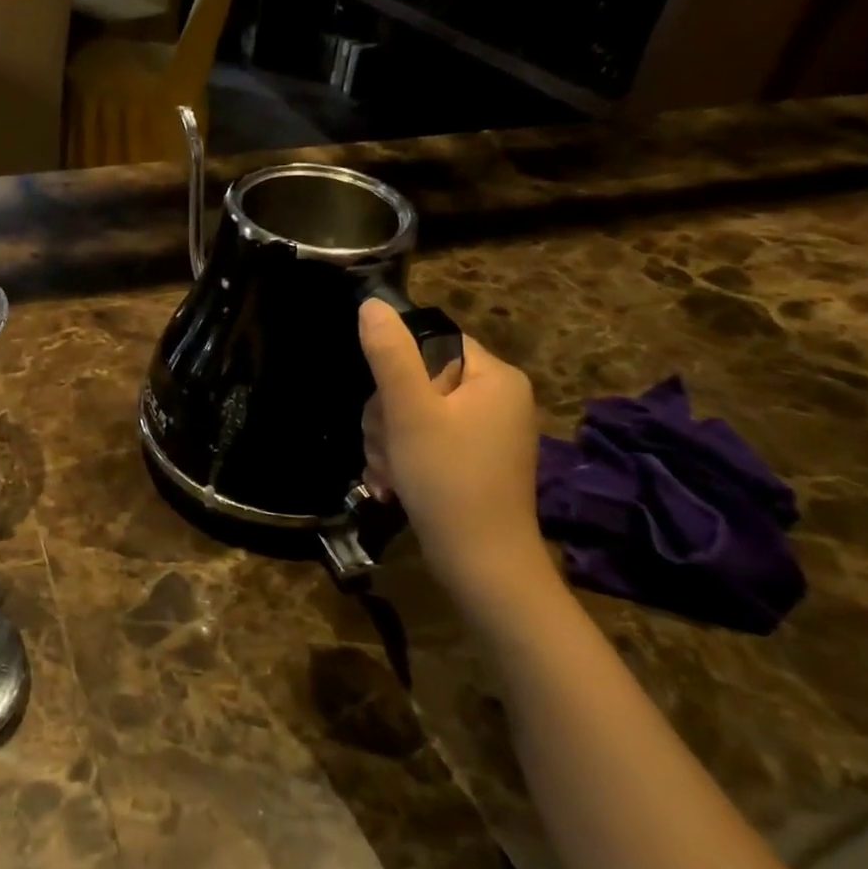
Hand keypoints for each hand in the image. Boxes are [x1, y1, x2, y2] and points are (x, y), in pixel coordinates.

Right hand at [359, 300, 553, 612]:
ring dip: (387, 442)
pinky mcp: (472, 461)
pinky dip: (402, 460)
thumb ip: (389, 355)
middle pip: (416, 380)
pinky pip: (424, 441)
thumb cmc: (447, 480)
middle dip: (387, 416)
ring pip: (412, 414)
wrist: (481, 565)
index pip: (431, 342)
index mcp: (493, 376)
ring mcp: (486, 432)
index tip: (387, 405)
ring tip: (388, 473)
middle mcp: (496, 398)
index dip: (396, 369)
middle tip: (386, 447)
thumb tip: (371, 304)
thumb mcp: (410, 413)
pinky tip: (392, 486)